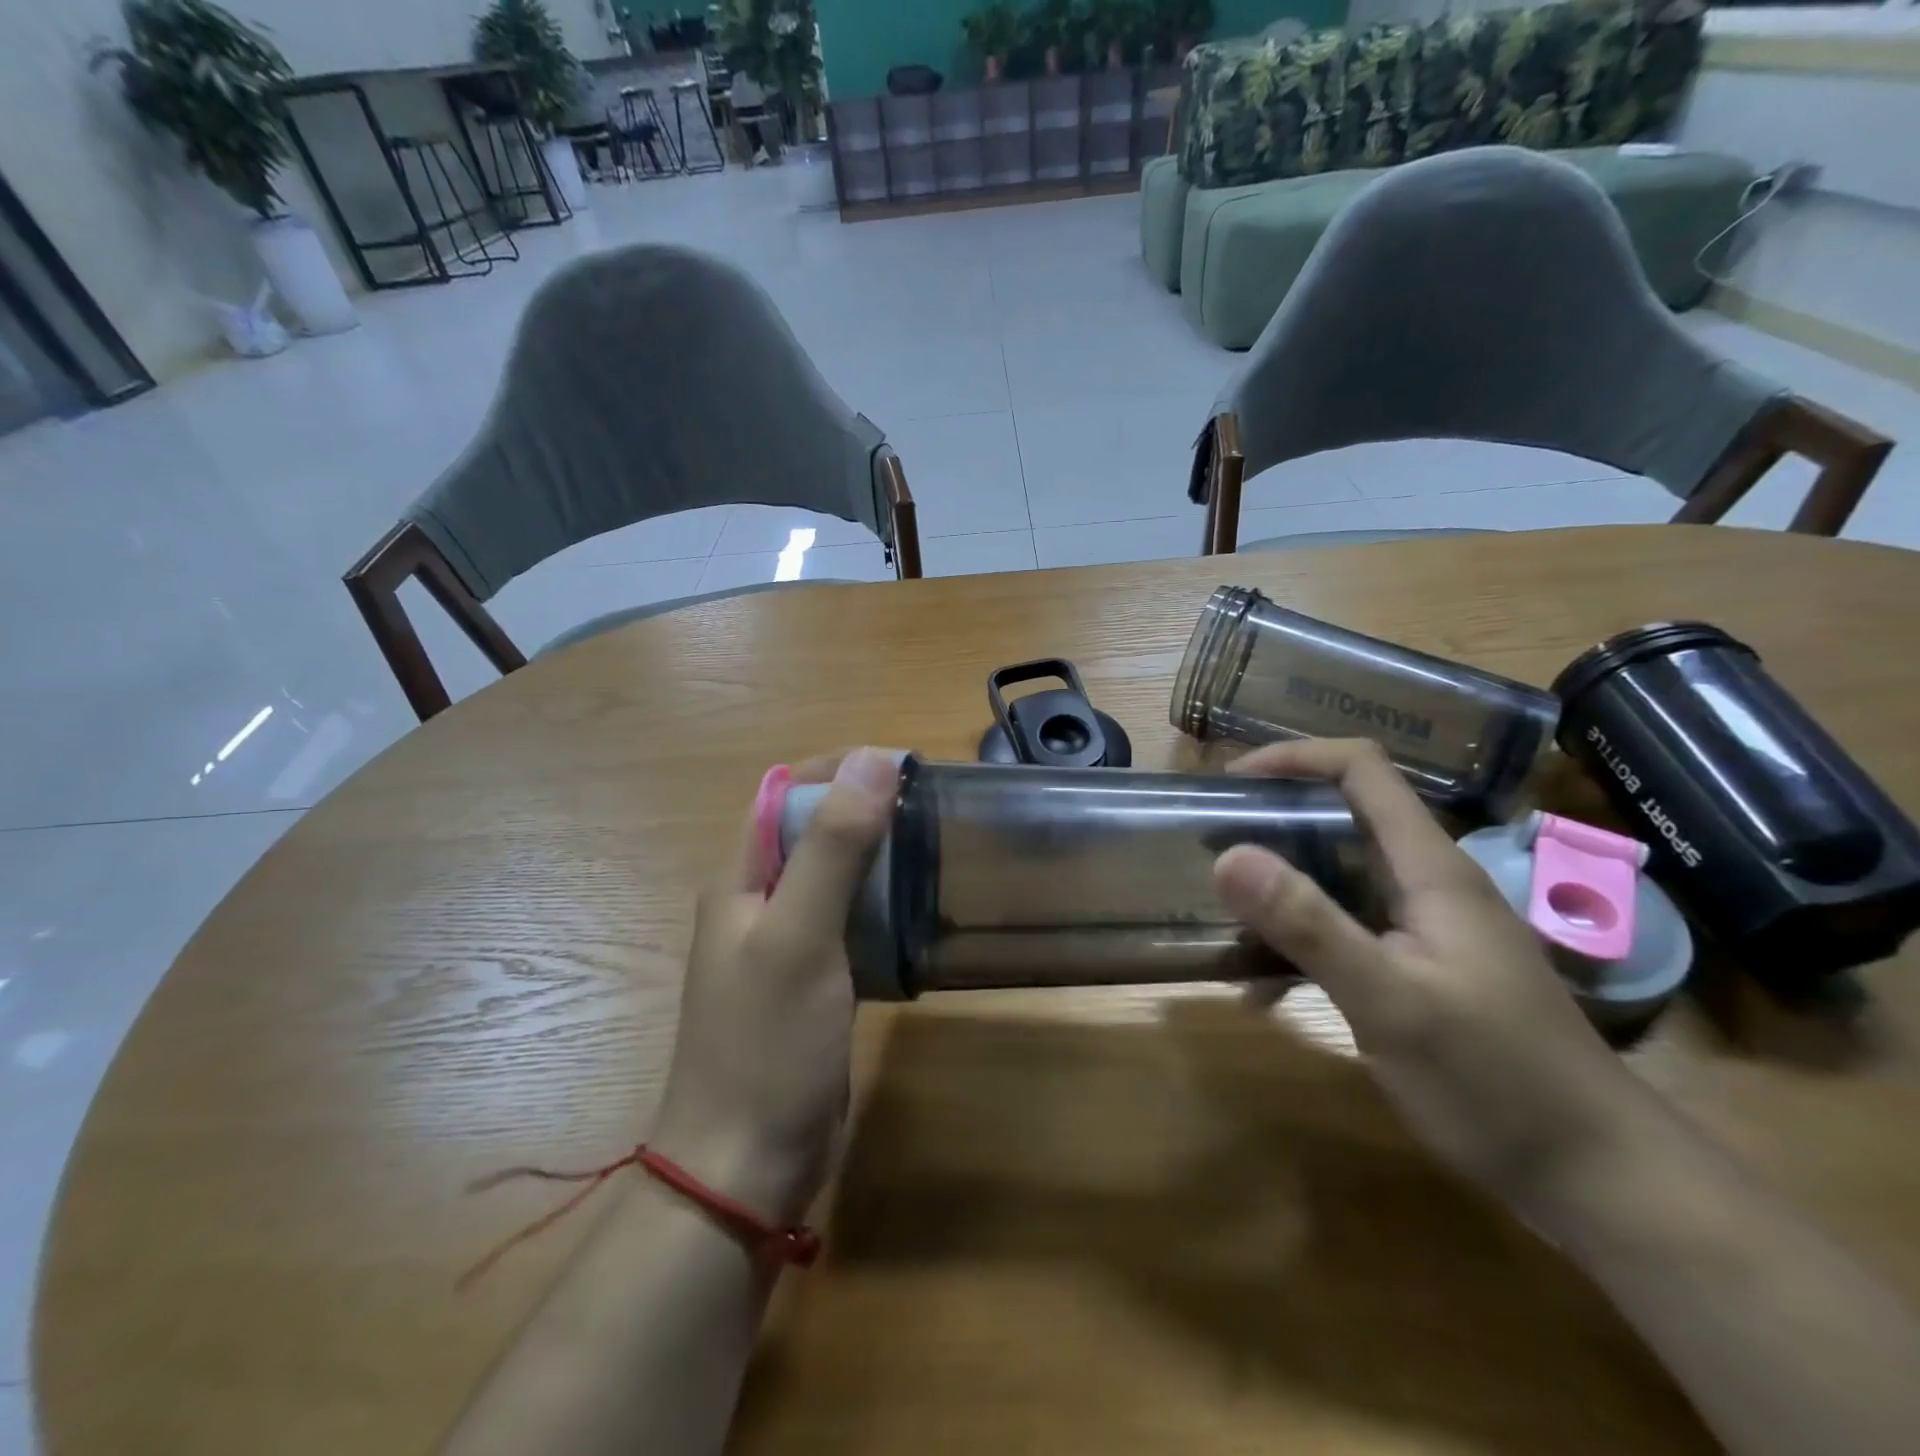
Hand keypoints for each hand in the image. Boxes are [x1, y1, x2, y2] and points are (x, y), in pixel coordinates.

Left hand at [650, 747, 897, 1224]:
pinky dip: (884, 903)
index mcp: (742, 876)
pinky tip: (922, 907)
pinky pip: (852, 919)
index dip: (841, 768)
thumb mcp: (800, 935)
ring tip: (938, 846)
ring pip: (838, 874)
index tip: (905, 768)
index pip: (788, 790)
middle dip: (868, 807)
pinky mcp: (815, 978)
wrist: (745, 1166)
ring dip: (880, 854)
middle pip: (816, 829)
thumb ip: (833, 846)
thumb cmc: (766, 1044)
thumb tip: (874, 759)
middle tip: (934, 807)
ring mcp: (787, 942)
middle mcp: (760, 899)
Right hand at [1213, 739, 1660, 1210]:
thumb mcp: (1390, 1003)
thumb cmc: (1498, 1083)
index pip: (1362, 769)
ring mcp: (1425, 929)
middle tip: (1211, 847)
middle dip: (1273, 821)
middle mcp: (1427, 884)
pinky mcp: (1419, 969)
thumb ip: (1309, 926)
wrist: (1599, 1179)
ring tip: (1223, 914)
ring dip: (1280, 887)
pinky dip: (1300, 943)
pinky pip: (1345, 931)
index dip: (1296, 756)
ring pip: (1339, 877)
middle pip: (1343, 816)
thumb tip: (1227, 857)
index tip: (1231, 782)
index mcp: (1430, 869)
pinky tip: (1265, 991)